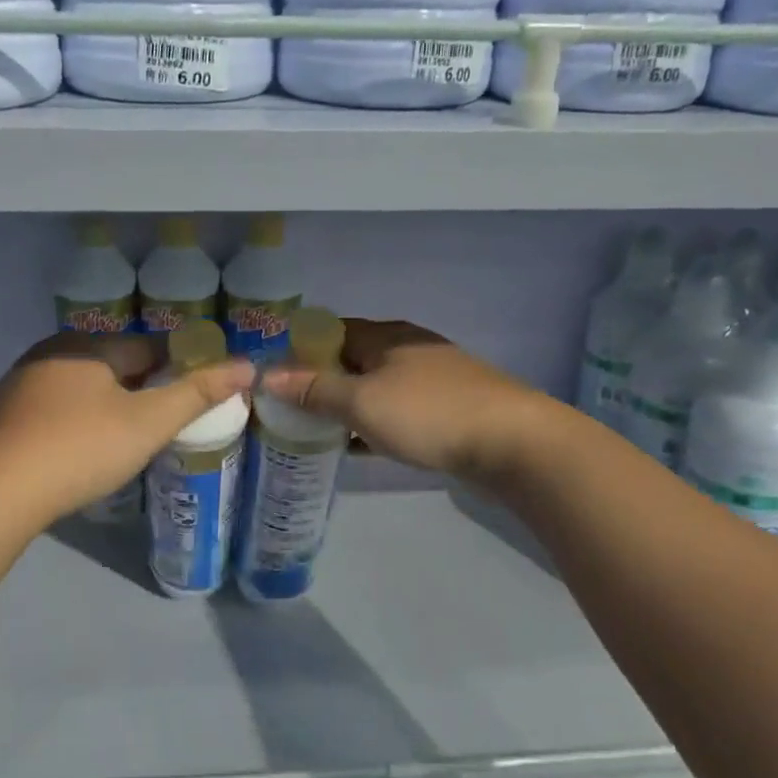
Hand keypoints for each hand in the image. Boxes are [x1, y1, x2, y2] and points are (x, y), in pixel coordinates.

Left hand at [0, 332, 254, 525]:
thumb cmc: (81, 448)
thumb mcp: (148, 422)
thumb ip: (198, 392)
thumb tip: (248, 365)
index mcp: (87, 346)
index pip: (149, 347)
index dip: (179, 368)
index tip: (195, 396)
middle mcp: (50, 353)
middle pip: (113, 366)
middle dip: (142, 389)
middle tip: (164, 426)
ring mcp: (19, 385)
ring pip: (81, 390)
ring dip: (107, 408)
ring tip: (127, 443)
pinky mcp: (0, 418)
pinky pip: (54, 412)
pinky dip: (75, 425)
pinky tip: (81, 453)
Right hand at [260, 318, 553, 479]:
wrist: (512, 442)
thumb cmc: (428, 413)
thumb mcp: (362, 402)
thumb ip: (314, 389)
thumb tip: (266, 374)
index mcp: (386, 336)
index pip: (331, 330)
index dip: (300, 349)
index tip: (274, 375)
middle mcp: (408, 349)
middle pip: (353, 360)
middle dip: (321, 380)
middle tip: (288, 407)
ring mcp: (432, 380)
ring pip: (375, 388)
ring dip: (347, 405)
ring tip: (315, 429)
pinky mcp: (447, 410)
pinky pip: (397, 412)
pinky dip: (373, 425)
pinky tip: (358, 447)